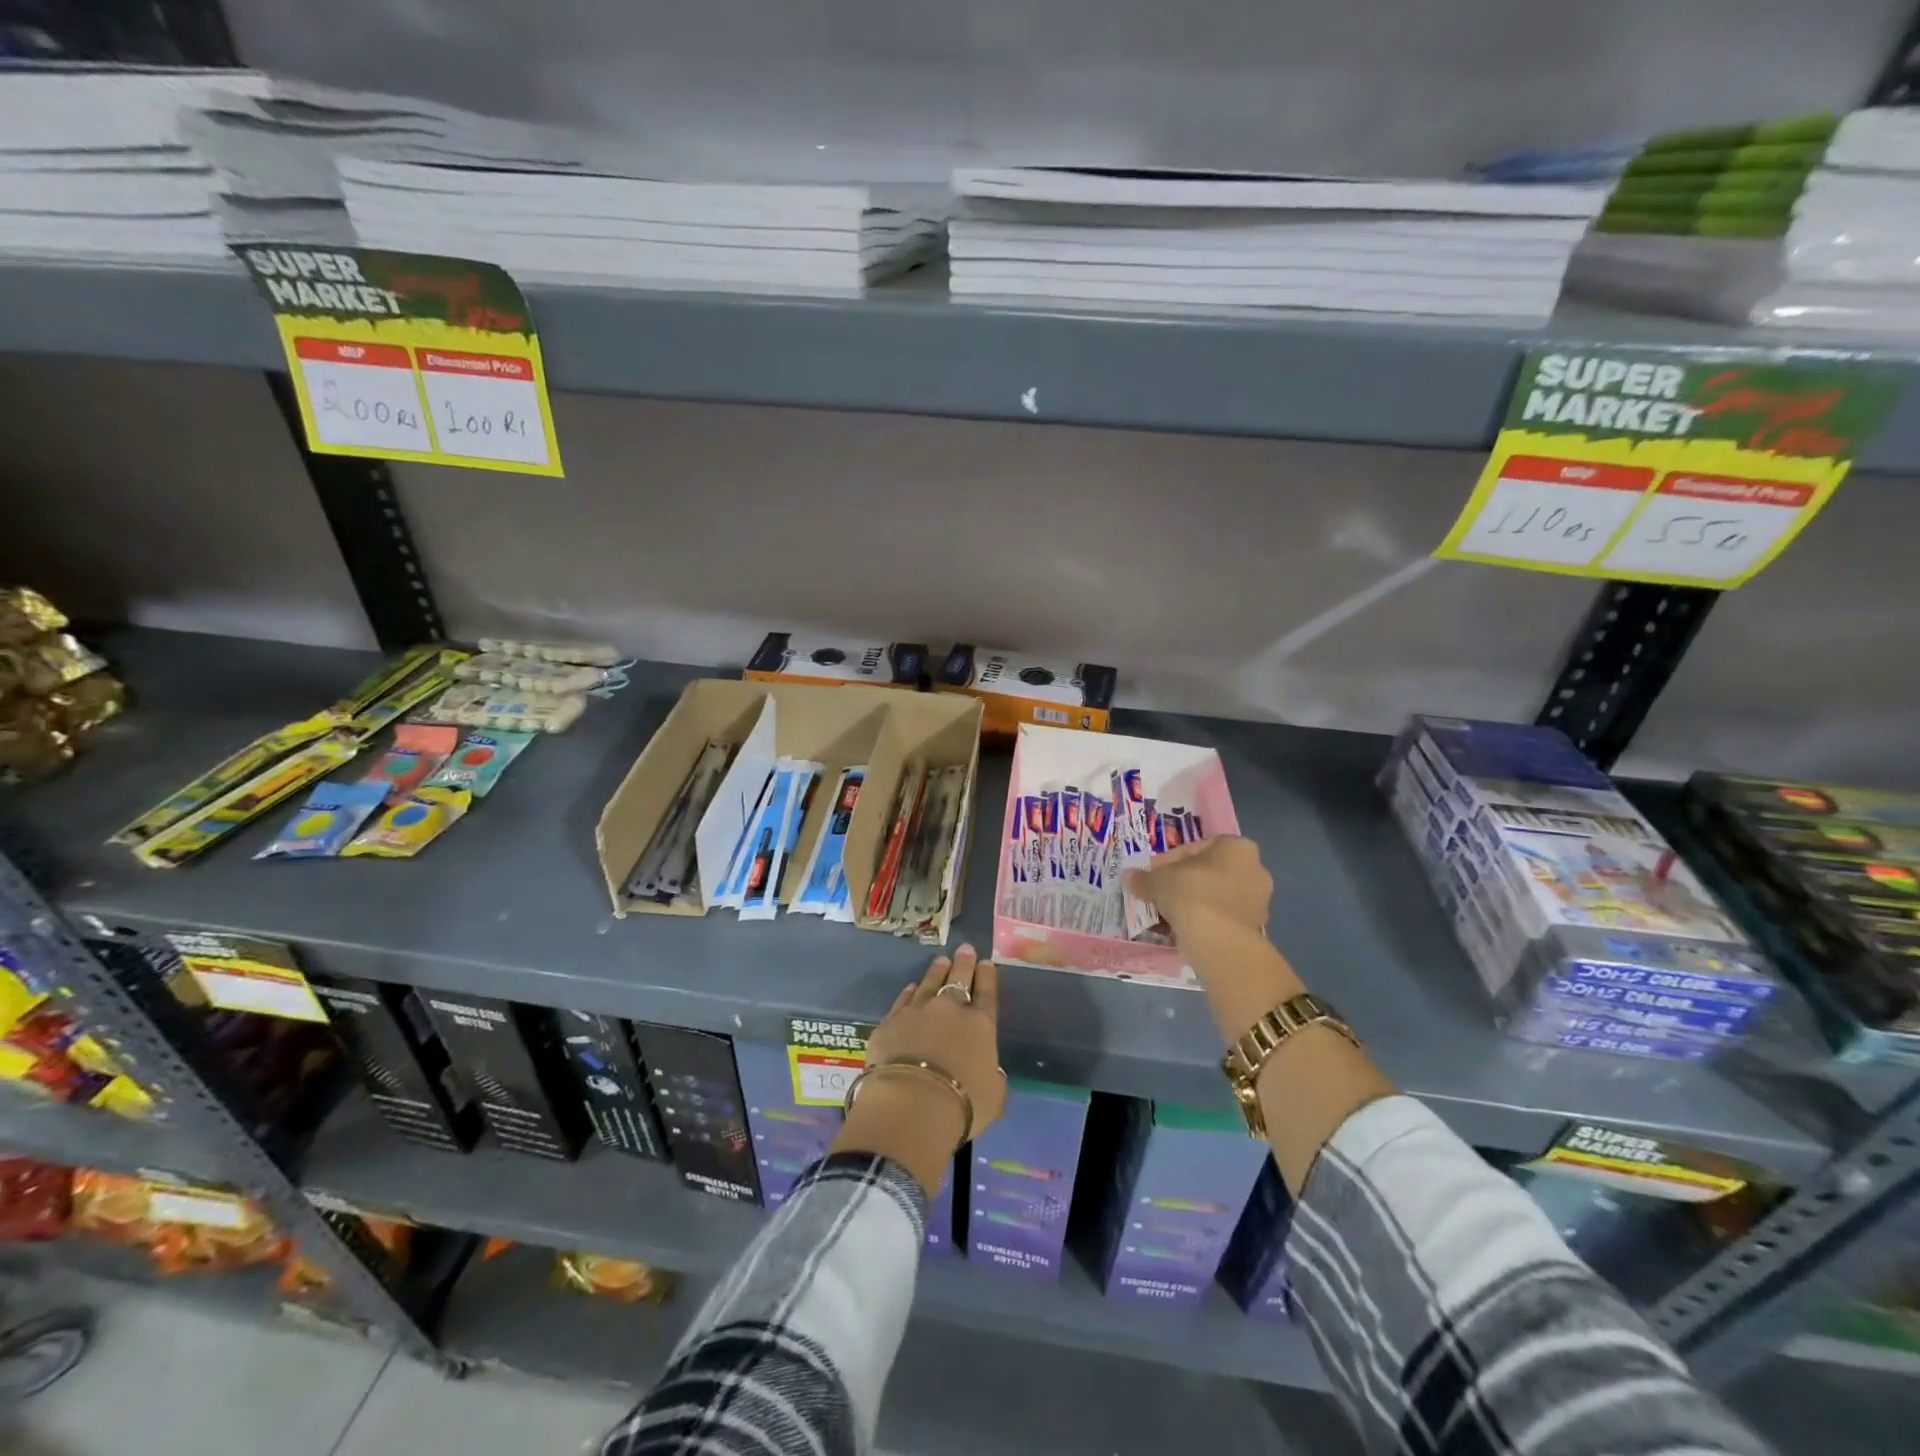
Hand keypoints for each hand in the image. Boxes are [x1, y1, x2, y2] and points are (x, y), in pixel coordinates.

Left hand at [864, 944, 1006, 1138]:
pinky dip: (908, 993)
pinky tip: (910, 987)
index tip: (986, 963)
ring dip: (936, 971)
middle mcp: (950, 1009)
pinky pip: (903, 1000)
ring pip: (928, 983)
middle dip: (963, 963)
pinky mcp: (890, 1022)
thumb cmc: (963, 1104)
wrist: (911, 1102)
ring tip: (941, 961)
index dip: (987, 977)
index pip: (986, 993)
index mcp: (980, 1024)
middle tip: (965, 949)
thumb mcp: (994, 1097)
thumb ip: (994, 1079)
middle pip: (958, 978)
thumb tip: (990, 1072)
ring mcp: (917, 1011)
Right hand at [1122, 835, 1271, 935]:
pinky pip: (1222, 918)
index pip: (1196, 848)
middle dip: (1184, 882)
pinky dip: (1204, 921)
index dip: (1170, 861)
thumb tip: (1129, 876)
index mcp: (1237, 847)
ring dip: (1194, 903)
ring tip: (1168, 914)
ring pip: (1216, 896)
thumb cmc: (1191, 894)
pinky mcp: (1255, 928)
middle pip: (1209, 872)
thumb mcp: (1158, 880)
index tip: (1154, 875)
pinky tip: (1183, 929)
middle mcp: (1255, 869)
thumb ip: (1144, 877)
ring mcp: (1259, 901)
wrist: (1218, 940)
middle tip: (1161, 893)